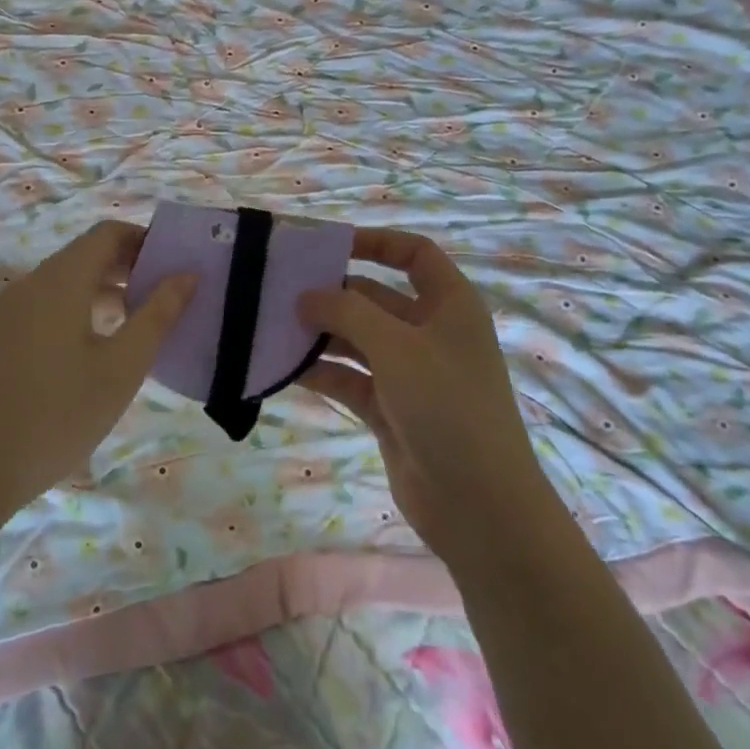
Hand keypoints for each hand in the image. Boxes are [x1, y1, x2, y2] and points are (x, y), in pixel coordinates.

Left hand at [0, 220, 195, 515]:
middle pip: (86, 256)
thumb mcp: (120, 369)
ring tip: (140, 327)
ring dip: (106, 293)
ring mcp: (8, 311)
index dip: (146, 241)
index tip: (177, 267)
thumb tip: (188, 275)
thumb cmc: (55, 416)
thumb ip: (157, 316)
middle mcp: (30, 284)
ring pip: (66, 284)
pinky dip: (79, 312)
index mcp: (60, 280)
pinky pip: (46, 307)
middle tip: (167, 299)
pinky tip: (96, 352)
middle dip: (130, 268)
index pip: (108, 233)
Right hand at [300, 229, 543, 569]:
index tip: (328, 246)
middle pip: (375, 297)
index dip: (375, 242)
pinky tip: (282, 367)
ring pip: (357, 339)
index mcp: (449, 305)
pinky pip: (348, 378)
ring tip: (271, 326)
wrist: (479, 506)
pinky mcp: (389, 409)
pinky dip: (320, 371)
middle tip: (281, 290)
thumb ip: (348, 312)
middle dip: (333, 293)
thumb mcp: (397, 347)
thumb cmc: (447, 407)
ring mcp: (409, 373)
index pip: (414, 254)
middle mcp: (429, 333)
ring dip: (320, 333)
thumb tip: (306, 295)